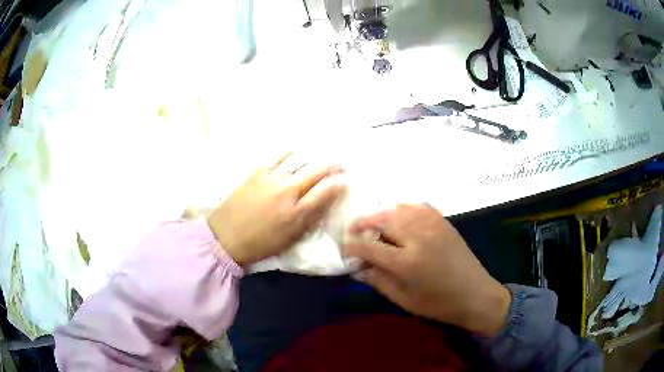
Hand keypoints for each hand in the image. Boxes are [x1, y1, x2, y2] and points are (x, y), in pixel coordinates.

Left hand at [207, 153, 343, 266]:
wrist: (225, 237)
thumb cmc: (260, 243)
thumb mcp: (289, 239)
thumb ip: (309, 220)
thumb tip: (325, 204)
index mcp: (296, 212)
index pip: (324, 192)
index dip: (337, 184)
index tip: (345, 179)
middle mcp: (286, 191)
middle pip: (314, 172)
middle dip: (331, 165)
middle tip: (340, 161)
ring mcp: (271, 179)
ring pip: (297, 160)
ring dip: (312, 156)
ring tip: (320, 153)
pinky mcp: (256, 172)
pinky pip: (277, 157)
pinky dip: (289, 153)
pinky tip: (294, 151)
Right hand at [345, 204, 510, 336]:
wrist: (476, 294)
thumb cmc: (438, 304)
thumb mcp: (404, 299)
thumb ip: (378, 280)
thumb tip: (358, 267)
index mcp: (407, 262)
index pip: (369, 246)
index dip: (352, 245)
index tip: (344, 247)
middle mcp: (418, 237)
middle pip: (382, 219)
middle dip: (363, 222)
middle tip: (353, 230)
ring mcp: (433, 225)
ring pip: (399, 208)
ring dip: (382, 214)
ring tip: (375, 224)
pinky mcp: (444, 221)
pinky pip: (418, 206)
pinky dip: (404, 209)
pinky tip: (401, 218)